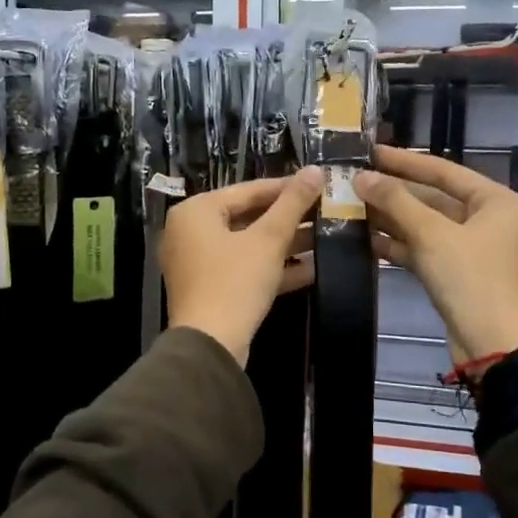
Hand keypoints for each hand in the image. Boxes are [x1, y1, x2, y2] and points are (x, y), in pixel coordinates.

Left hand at [162, 167, 322, 364]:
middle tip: (326, 210)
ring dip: (286, 243)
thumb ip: (292, 203)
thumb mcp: (268, 239)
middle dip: (289, 218)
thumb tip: (314, 170)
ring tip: (326, 236)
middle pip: (248, 217)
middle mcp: (190, 232)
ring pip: (249, 244)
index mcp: (196, 211)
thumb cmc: (235, 282)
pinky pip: (245, 268)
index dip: (286, 187)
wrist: (210, 346)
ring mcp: (199, 263)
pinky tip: (313, 267)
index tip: (318, 185)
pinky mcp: (211, 289)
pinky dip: (274, 267)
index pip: (247, 190)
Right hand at [354, 145, 517, 362]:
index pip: (444, 171)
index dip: (405, 161)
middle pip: (434, 197)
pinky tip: (365, 238)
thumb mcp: (432, 234)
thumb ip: (396, 201)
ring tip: (351, 206)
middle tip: (355, 180)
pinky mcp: (457, 273)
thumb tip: (361, 176)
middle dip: (394, 192)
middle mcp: (489, 219)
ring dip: (391, 218)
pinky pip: (424, 249)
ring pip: (426, 224)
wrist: (492, 346)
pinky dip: (398, 244)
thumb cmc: (471, 279)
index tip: (371, 151)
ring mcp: (472, 248)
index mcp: (497, 201)